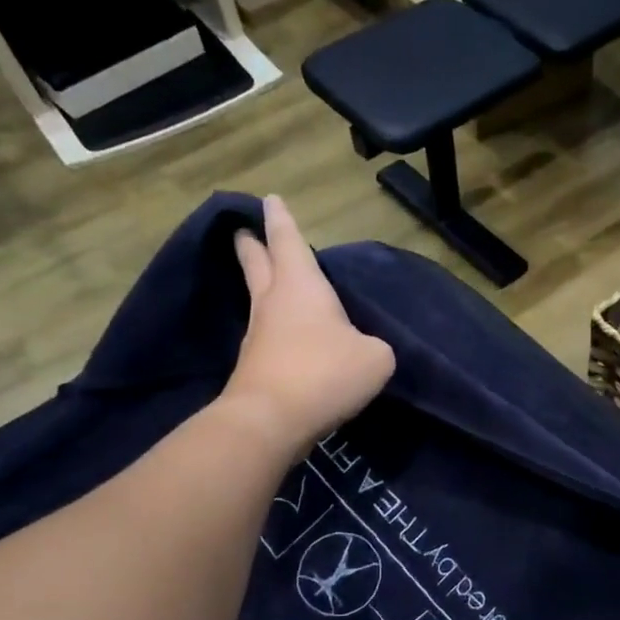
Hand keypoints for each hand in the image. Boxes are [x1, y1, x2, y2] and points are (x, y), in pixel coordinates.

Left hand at [224, 195, 394, 452]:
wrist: (271, 420)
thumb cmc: (325, 373)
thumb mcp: (375, 358)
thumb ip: (375, 346)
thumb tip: (365, 351)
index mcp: (302, 287)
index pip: (288, 241)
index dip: (280, 220)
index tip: (269, 199)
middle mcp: (274, 303)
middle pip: (258, 264)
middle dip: (253, 246)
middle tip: (243, 232)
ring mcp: (259, 336)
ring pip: (261, 301)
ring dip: (264, 289)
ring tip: (275, 285)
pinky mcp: (255, 367)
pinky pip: (269, 337)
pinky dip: (277, 330)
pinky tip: (293, 340)